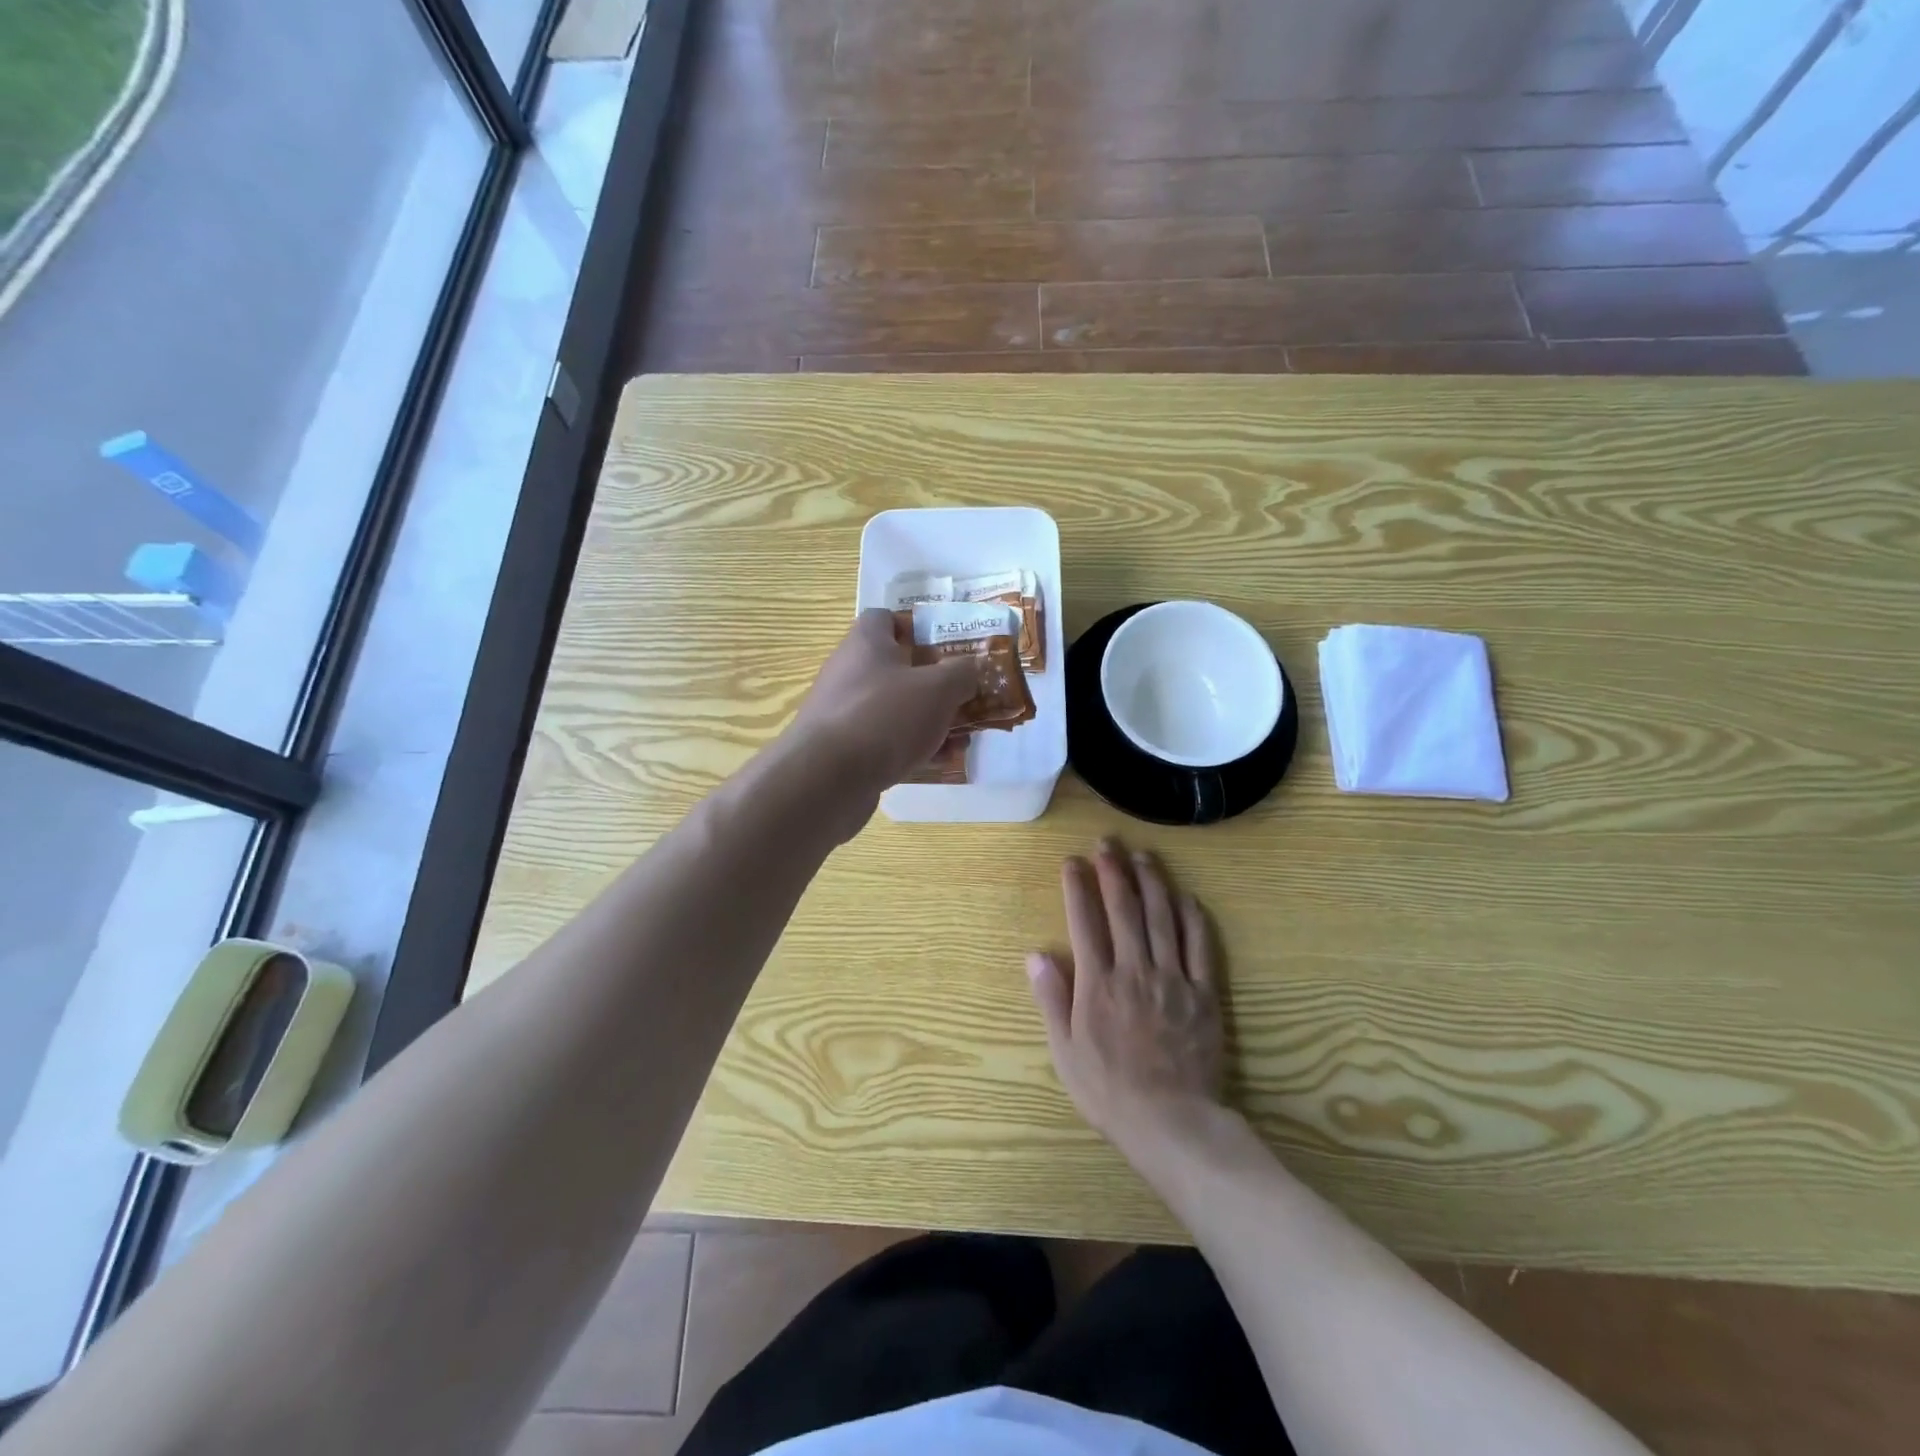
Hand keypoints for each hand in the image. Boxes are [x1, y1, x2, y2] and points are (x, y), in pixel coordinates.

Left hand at [791, 609, 977, 792]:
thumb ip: (962, 673)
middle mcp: (850, 672)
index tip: (947, 648)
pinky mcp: (844, 750)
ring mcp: (845, 713)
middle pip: (897, 668)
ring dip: (929, 720)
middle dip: (935, 684)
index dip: (917, 628)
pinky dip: (912, 748)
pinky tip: (939, 762)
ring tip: (962, 737)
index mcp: (866, 643)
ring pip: (896, 709)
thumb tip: (969, 670)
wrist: (827, 779)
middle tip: (966, 697)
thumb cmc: (884, 717)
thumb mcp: (938, 688)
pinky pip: (886, 741)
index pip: (886, 618)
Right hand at [1027, 838, 1226, 1161]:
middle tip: (1107, 843)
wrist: (1171, 1122)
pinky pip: (1201, 947)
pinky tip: (1186, 897)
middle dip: (1113, 871)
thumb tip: (1035, 954)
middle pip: (1124, 909)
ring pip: (1162, 918)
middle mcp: (1135, 970)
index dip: (1077, 887)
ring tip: (1143, 856)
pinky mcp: (1204, 993)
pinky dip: (1193, 918)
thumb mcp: (1065, 1051)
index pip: (1085, 921)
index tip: (1072, 861)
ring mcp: (1173, 978)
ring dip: (1152, 883)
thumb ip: (1052, 999)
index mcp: (1098, 983)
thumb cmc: (1109, 1090)